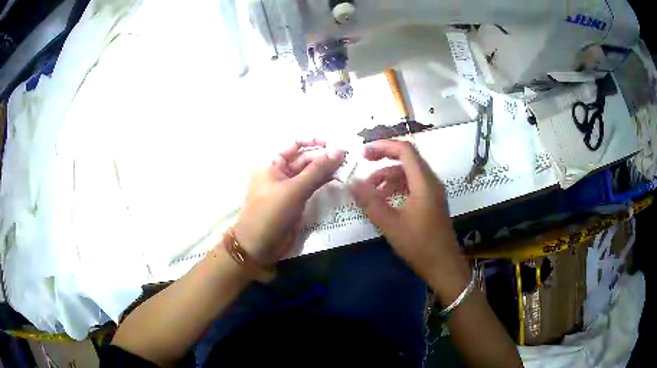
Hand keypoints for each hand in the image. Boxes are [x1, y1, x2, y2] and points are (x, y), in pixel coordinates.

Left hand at [232, 140, 344, 264]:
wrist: (260, 246)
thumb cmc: (271, 213)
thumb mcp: (294, 189)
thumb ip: (317, 170)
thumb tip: (339, 151)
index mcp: (273, 164)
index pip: (294, 145)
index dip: (312, 142)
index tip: (332, 144)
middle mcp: (281, 172)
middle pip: (304, 159)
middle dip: (323, 157)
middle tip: (347, 158)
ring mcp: (290, 188)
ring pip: (310, 173)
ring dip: (326, 170)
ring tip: (347, 167)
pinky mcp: (297, 201)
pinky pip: (312, 186)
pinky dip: (324, 182)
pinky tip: (339, 179)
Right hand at [348, 140, 470, 301]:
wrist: (444, 266)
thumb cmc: (419, 245)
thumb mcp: (391, 224)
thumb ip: (371, 202)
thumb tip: (352, 183)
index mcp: (424, 183)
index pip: (405, 151)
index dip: (384, 146)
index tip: (364, 152)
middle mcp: (431, 182)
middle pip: (407, 159)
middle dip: (384, 159)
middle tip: (364, 163)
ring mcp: (433, 192)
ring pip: (409, 173)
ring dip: (389, 176)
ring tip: (371, 190)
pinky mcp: (432, 202)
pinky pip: (413, 185)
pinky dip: (397, 187)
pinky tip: (385, 200)